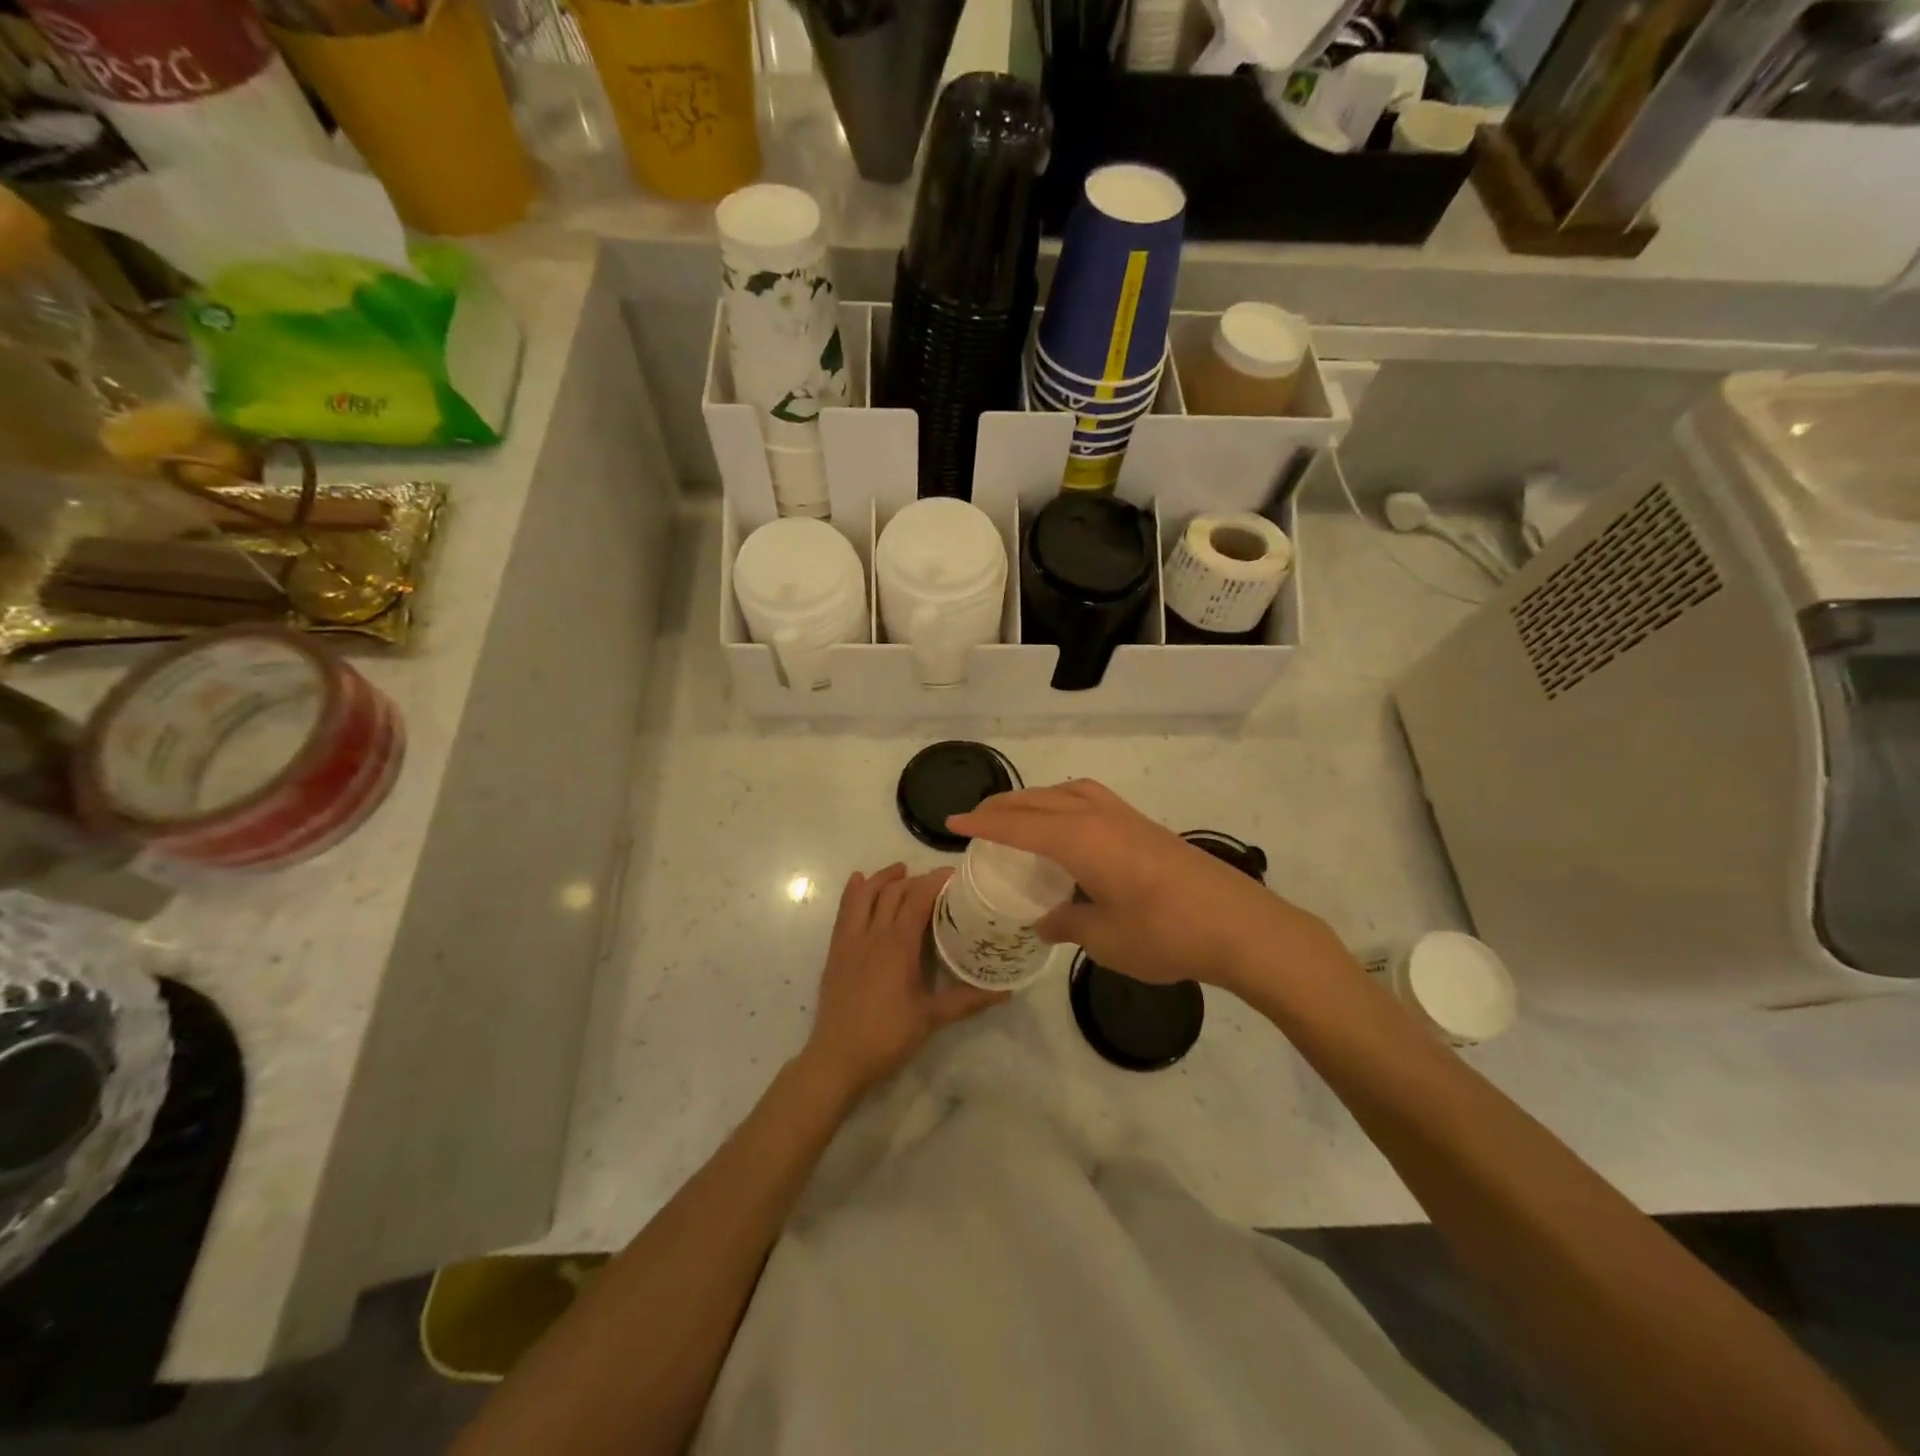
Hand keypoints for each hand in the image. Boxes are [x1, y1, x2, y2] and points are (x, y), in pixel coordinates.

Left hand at [800, 863, 1006, 1101]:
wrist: (837, 1058)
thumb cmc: (887, 1036)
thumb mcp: (932, 1018)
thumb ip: (968, 1000)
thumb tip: (1006, 992)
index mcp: (898, 944)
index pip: (918, 898)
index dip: (935, 881)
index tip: (955, 875)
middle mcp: (873, 933)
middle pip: (893, 892)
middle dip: (915, 879)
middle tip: (936, 882)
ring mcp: (850, 940)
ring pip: (865, 895)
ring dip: (883, 878)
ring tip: (900, 870)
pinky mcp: (835, 951)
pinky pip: (843, 911)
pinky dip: (853, 891)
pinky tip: (859, 881)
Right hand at [949, 780, 1342, 994]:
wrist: (1240, 926)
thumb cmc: (1166, 935)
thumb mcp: (1105, 939)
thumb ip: (1067, 924)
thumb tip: (1044, 919)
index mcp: (1081, 841)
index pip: (1019, 826)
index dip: (983, 824)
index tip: (952, 823)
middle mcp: (1100, 818)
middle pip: (1040, 801)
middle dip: (1004, 806)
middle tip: (975, 818)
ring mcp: (1127, 818)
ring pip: (1068, 792)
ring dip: (1036, 798)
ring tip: (1017, 814)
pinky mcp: (1146, 827)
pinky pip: (1091, 799)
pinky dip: (1064, 801)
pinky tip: (1068, 825)